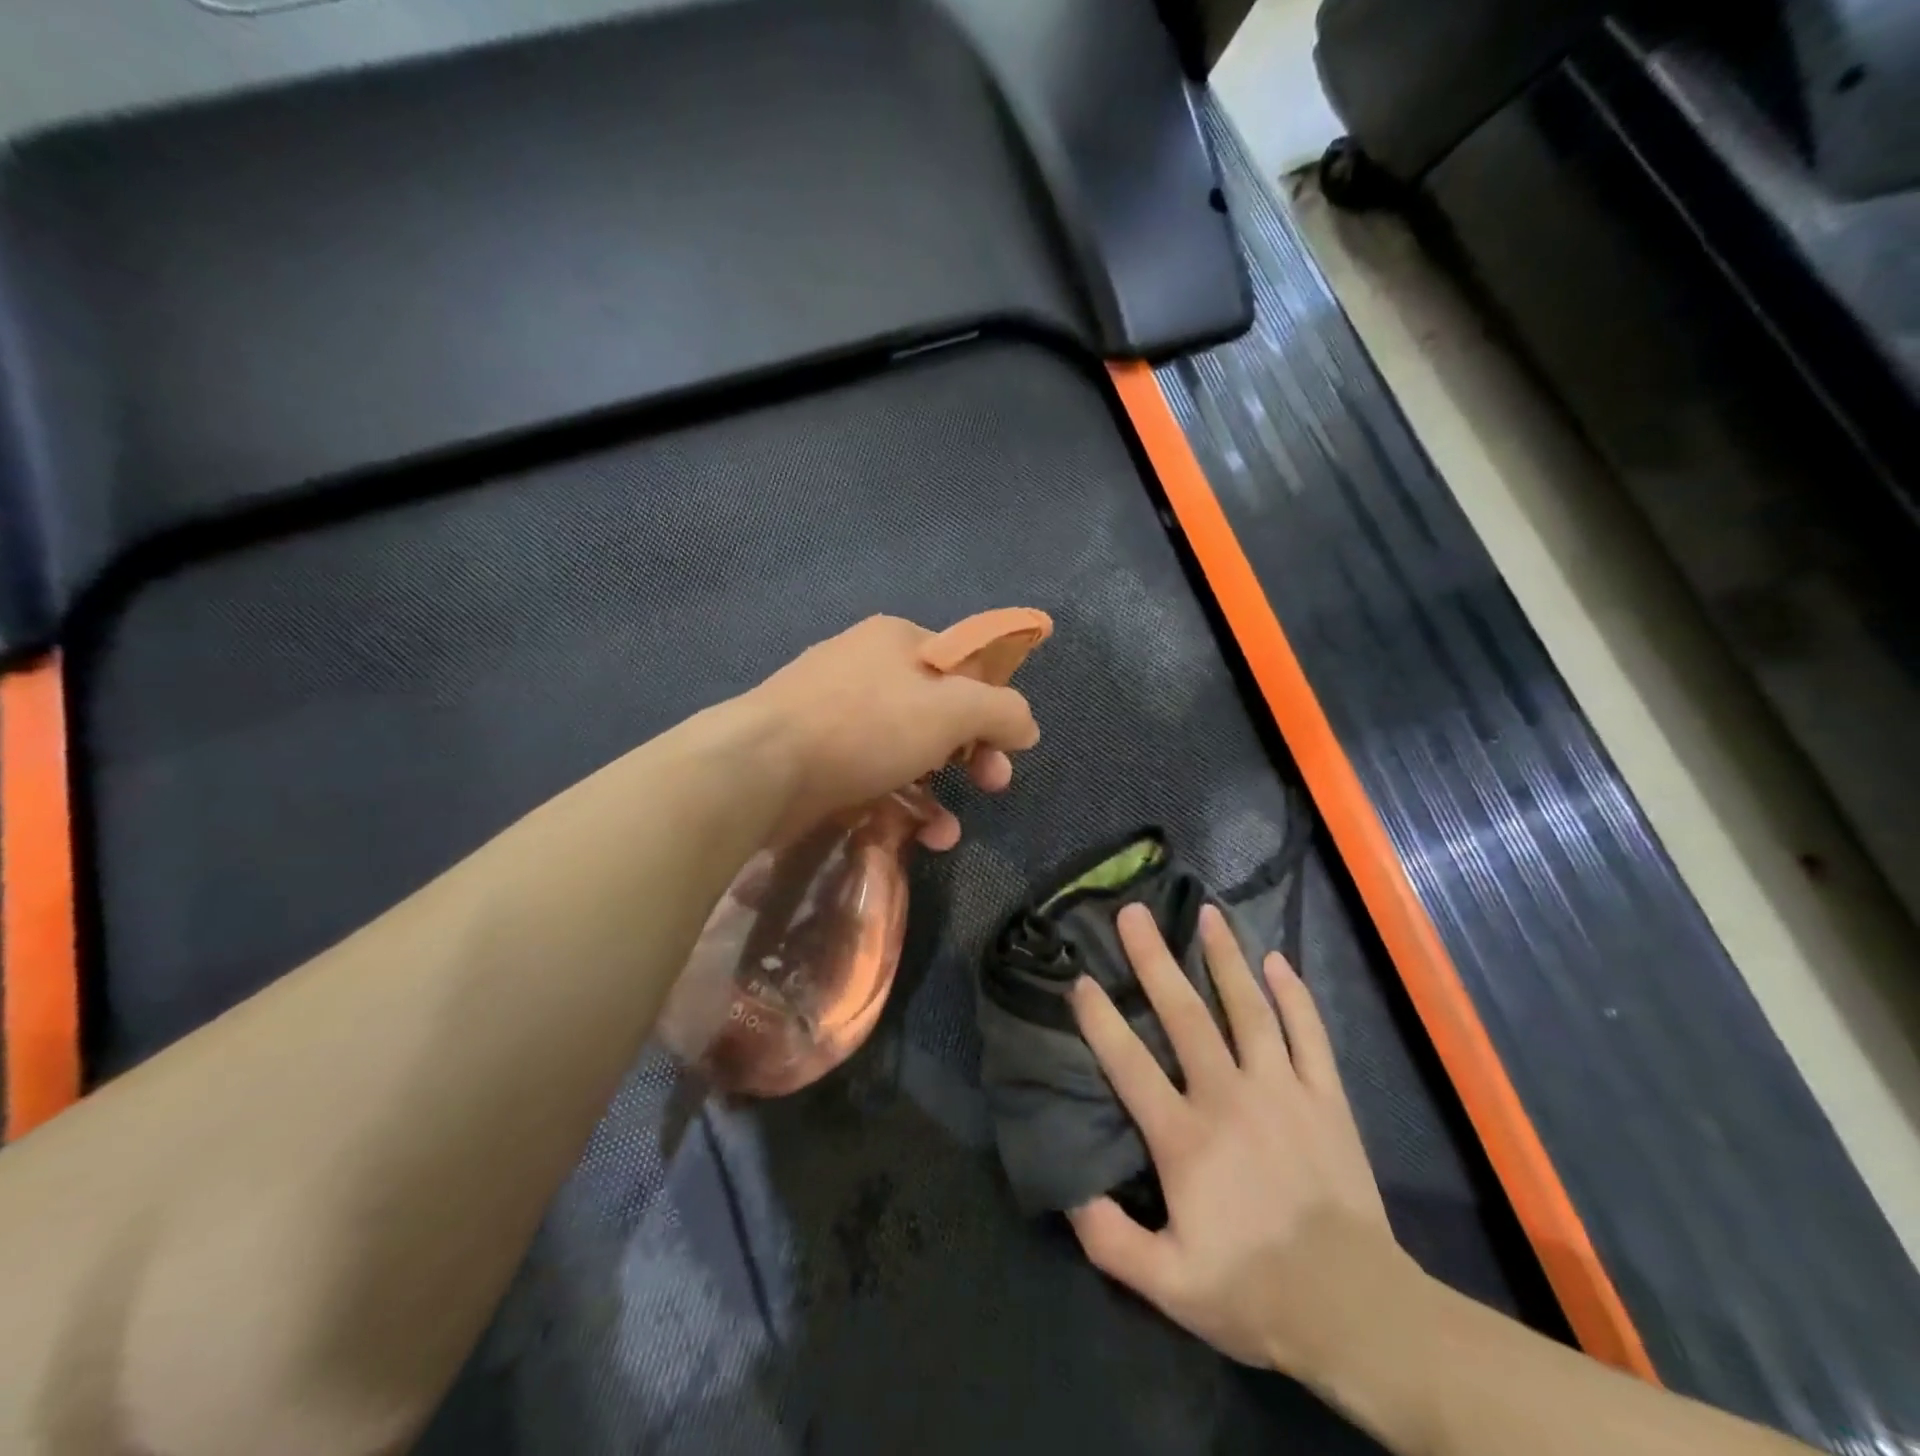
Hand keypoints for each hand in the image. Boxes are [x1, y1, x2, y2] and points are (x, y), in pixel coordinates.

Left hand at [744, 614, 1041, 847]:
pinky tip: (919, 837)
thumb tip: (1026, 726)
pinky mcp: (818, 759)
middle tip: (995, 782)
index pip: (964, 663)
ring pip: (908, 751)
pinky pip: (874, 777)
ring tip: (949, 832)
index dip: (994, 702)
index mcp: (898, 640)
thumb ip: (1002, 711)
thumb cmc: (866, 725)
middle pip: (939, 710)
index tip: (1011, 743)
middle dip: (974, 752)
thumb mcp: (952, 710)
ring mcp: (837, 715)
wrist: (761, 768)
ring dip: (939, 792)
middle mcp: (867, 669)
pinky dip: (901, 805)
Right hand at [1067, 902, 1413, 1376]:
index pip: (1130, 1064)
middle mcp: (1229, 1097)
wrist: (1356, 1312)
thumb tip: (1071, 1192)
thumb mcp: (1169, 1285)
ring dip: (1225, 958)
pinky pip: (1309, 1033)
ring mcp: (1281, 1090)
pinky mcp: (1324, 1097)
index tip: (1080, 979)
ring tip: (1207, 915)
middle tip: (1135, 913)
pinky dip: (1294, 995)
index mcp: (1185, 1137)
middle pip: (1185, 1016)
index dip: (1101, 1020)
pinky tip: (1279, 960)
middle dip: (1155, 960)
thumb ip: (1112, 1240)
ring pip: (1249, 1009)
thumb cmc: (1255, 1291)